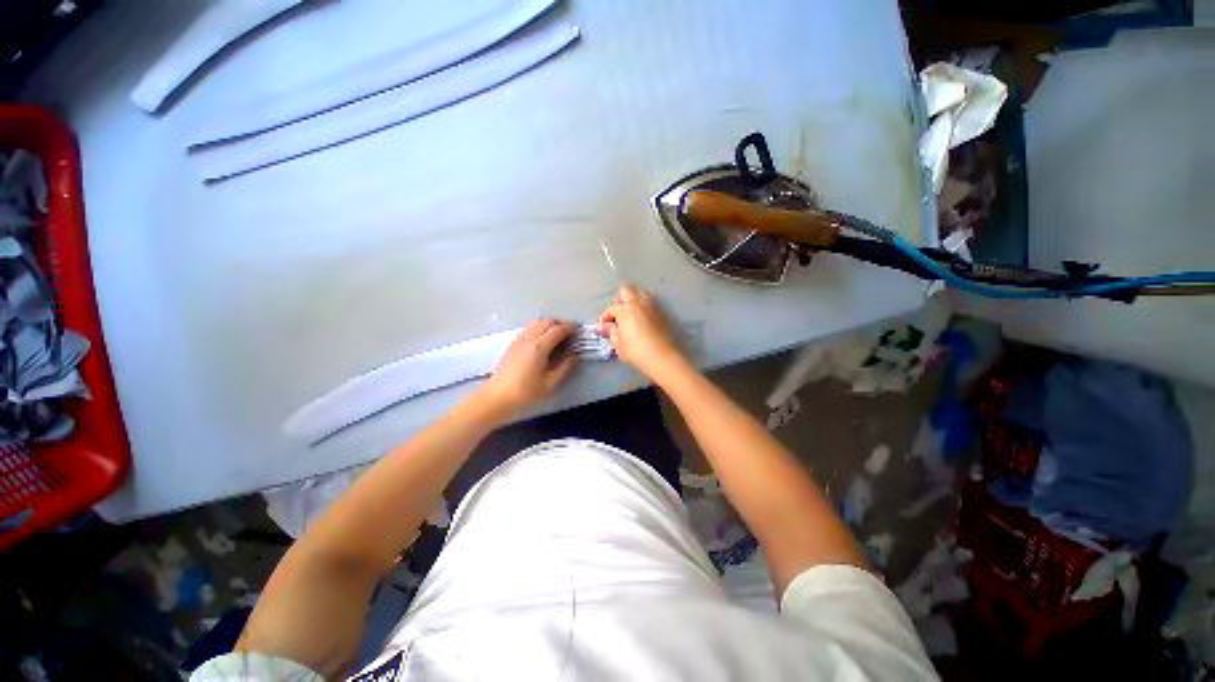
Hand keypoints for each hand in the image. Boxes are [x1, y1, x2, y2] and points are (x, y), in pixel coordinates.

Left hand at [478, 319, 577, 416]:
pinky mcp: (513, 343)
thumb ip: (564, 368)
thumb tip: (574, 356)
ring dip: (549, 324)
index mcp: (539, 348)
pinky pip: (528, 328)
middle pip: (547, 322)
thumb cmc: (525, 392)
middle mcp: (529, 339)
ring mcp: (519, 340)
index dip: (570, 328)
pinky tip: (542, 340)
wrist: (497, 397)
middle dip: (561, 324)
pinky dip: (539, 328)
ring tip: (557, 335)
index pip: (557, 330)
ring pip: (536, 322)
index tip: (579, 332)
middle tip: (570, 334)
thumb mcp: (550, 384)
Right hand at [598, 285, 683, 377]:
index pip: (611, 309)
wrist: (663, 357)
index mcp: (625, 309)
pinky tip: (640, 319)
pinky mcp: (661, 312)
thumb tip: (604, 326)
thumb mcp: (619, 344)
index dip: (605, 317)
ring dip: (632, 300)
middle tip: (616, 315)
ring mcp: (651, 306)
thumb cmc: (637, 351)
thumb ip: (611, 331)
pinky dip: (642, 306)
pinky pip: (648, 302)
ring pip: (639, 293)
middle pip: (626, 291)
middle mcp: (638, 303)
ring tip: (629, 315)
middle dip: (618, 301)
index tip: (603, 327)